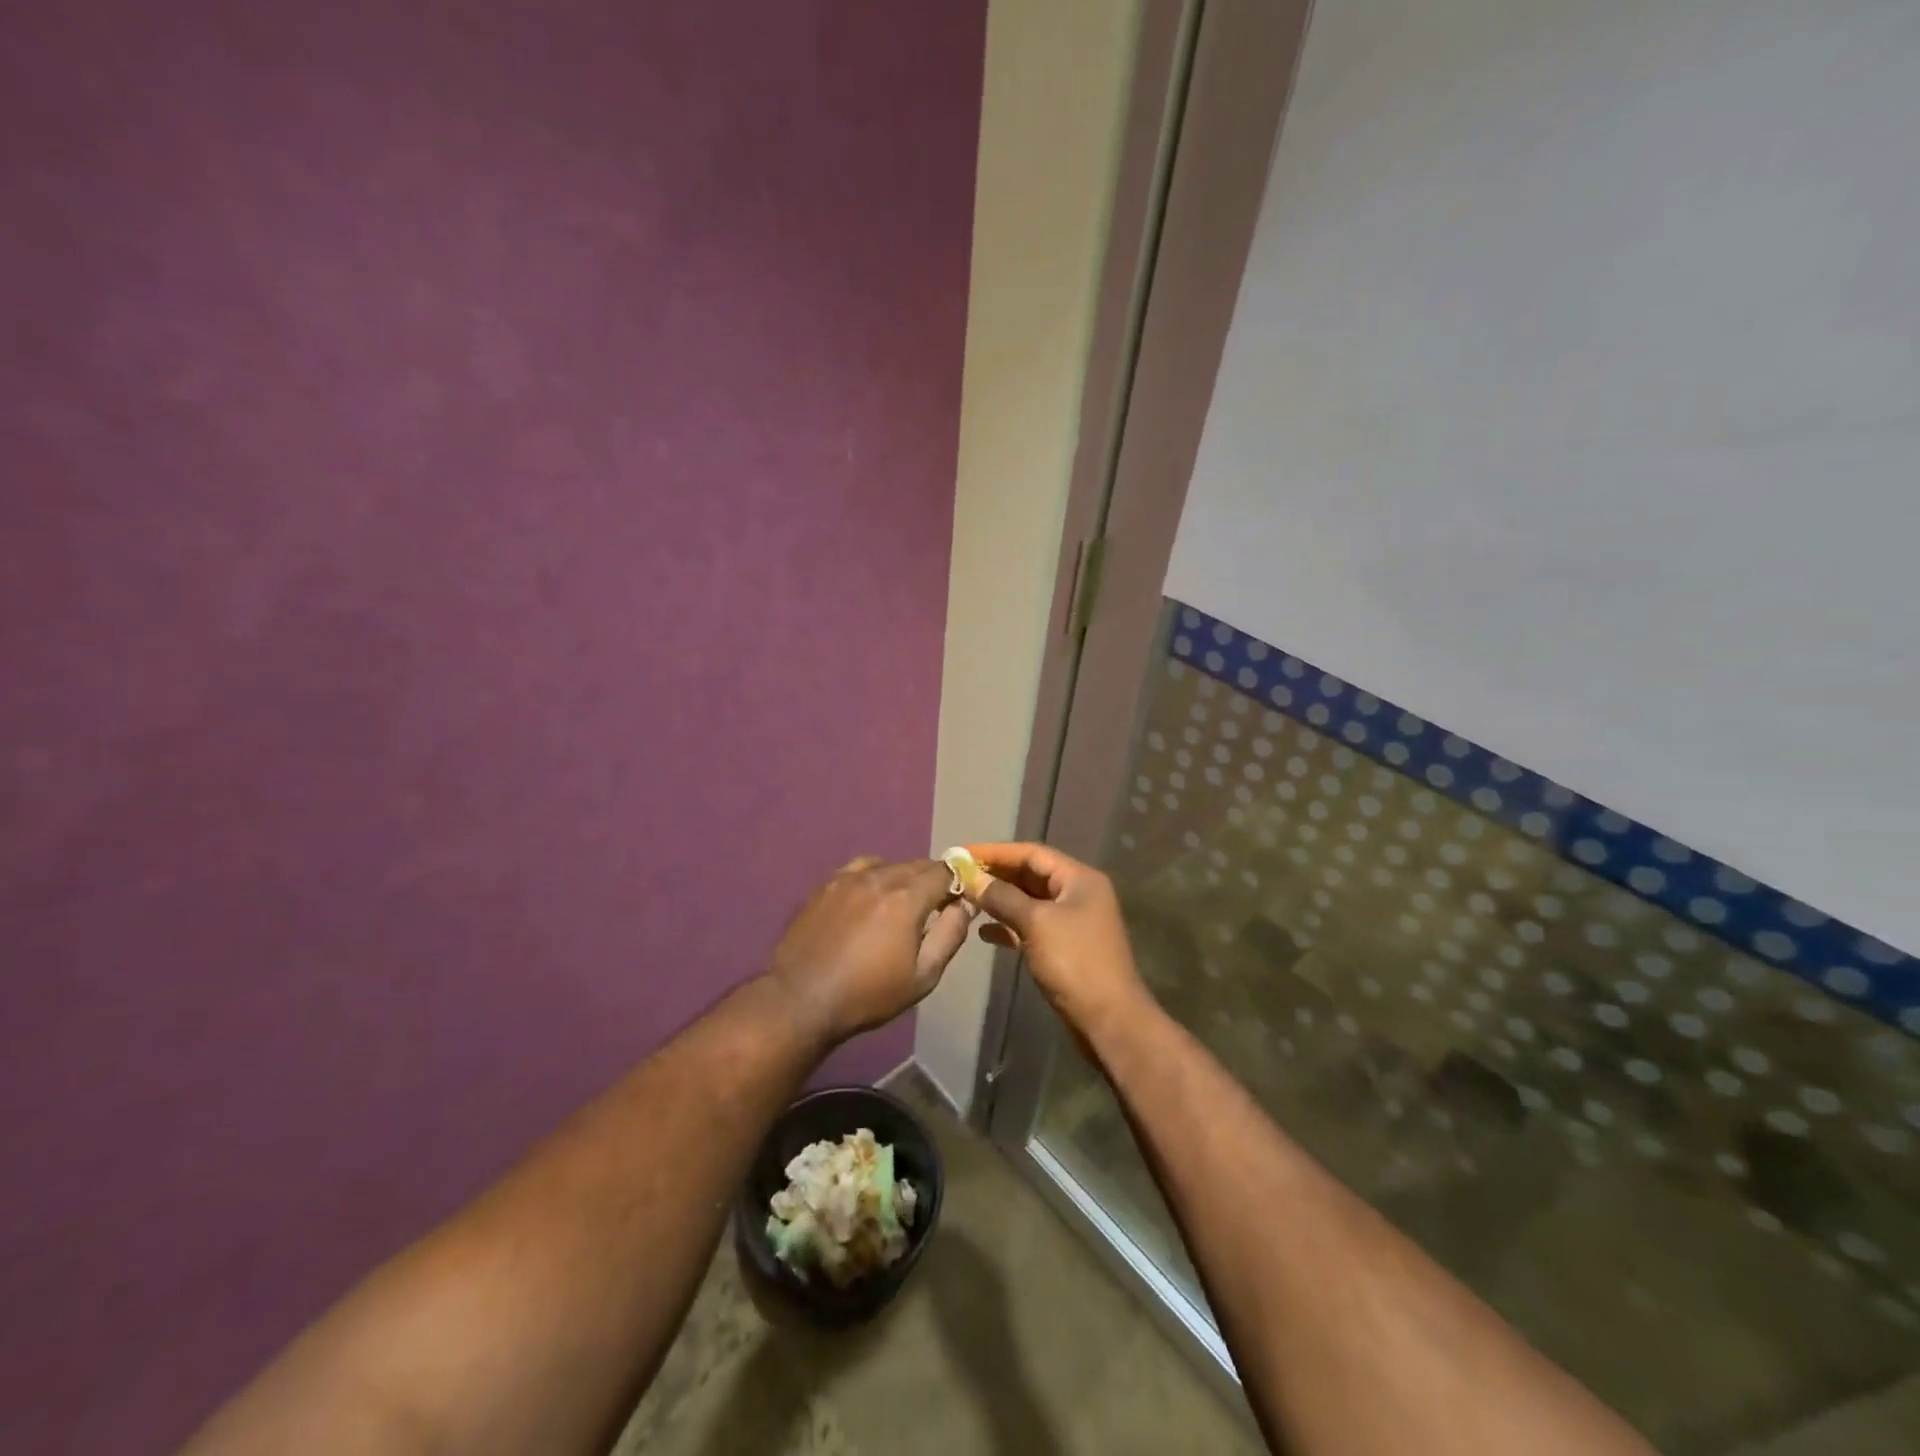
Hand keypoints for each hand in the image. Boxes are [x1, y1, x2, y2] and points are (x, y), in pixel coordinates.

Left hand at [764, 857, 974, 1045]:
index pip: (944, 871)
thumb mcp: (923, 976)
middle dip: (931, 881)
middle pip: (917, 865)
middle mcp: (880, 877)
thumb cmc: (868, 994)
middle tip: (931, 909)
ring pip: (888, 865)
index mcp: (907, 898)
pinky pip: (859, 869)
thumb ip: (949, 935)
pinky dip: (873, 877)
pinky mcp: (825, 885)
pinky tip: (868, 899)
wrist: (801, 1000)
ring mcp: (848, 878)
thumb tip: (965, 905)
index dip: (957, 881)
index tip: (957, 900)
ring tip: (898, 905)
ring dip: (902, 878)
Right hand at [957, 843, 1149, 1036]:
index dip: (996, 852)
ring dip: (1000, 900)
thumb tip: (972, 878)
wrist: (1109, 1020)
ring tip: (966, 900)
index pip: (1032, 853)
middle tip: (959, 876)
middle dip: (996, 875)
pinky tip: (984, 932)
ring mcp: (1072, 922)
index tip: (962, 854)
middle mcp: (1078, 894)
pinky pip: (1032, 926)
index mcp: (1079, 879)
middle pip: (1031, 875)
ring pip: (1029, 902)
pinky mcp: (1064, 947)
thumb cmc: (1075, 962)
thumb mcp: (1036, 923)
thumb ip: (1002, 897)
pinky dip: (1009, 926)